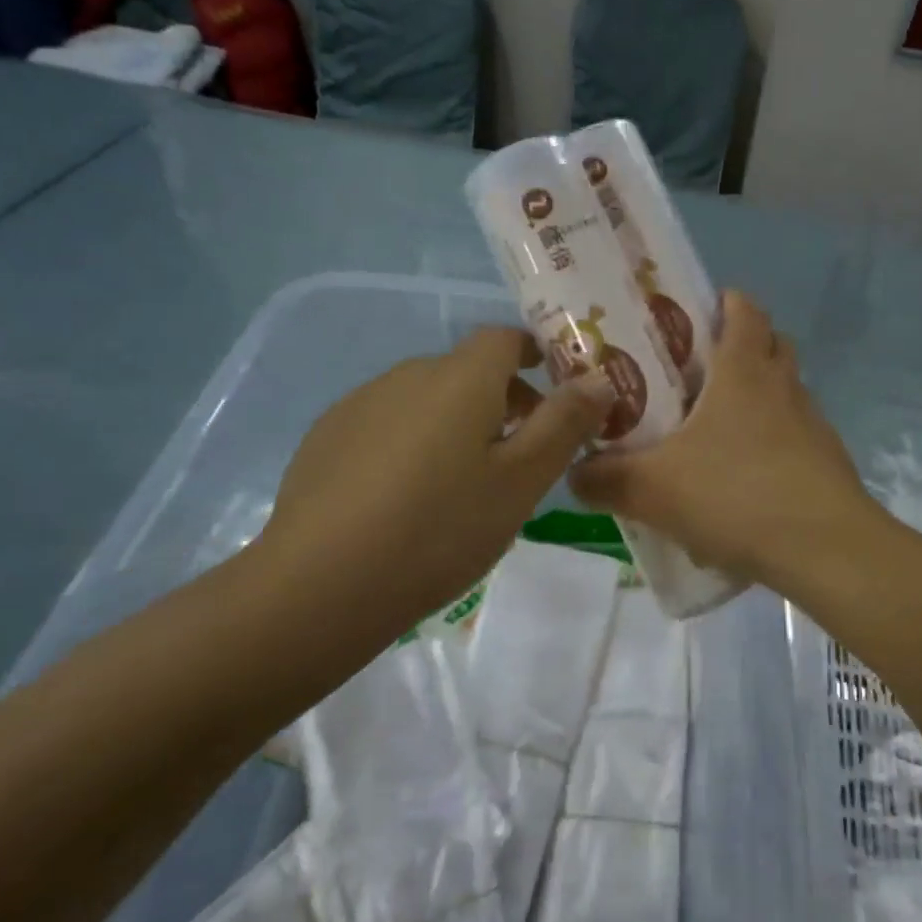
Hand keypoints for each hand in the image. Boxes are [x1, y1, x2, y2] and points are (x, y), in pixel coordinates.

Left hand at [251, 328, 613, 647]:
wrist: (321, 583)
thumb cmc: (441, 529)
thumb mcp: (521, 482)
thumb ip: (564, 424)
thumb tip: (599, 378)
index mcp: (460, 378)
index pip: (505, 338)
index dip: (535, 354)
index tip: (554, 393)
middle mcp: (408, 374)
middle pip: (466, 370)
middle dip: (501, 398)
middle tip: (519, 455)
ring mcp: (361, 404)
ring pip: (426, 398)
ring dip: (455, 421)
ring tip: (463, 483)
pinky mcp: (327, 437)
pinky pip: (387, 423)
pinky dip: (412, 442)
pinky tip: (406, 497)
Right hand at [569, 292, 880, 589]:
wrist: (824, 549)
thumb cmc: (736, 495)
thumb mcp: (654, 490)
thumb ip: (606, 480)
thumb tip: (574, 474)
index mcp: (744, 371)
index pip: (745, 310)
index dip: (725, 302)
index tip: (696, 314)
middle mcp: (784, 386)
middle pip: (771, 344)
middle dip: (741, 347)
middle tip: (698, 372)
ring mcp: (813, 424)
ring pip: (785, 391)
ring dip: (758, 398)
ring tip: (715, 431)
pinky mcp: (828, 462)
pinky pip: (796, 436)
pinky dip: (772, 443)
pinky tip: (744, 480)